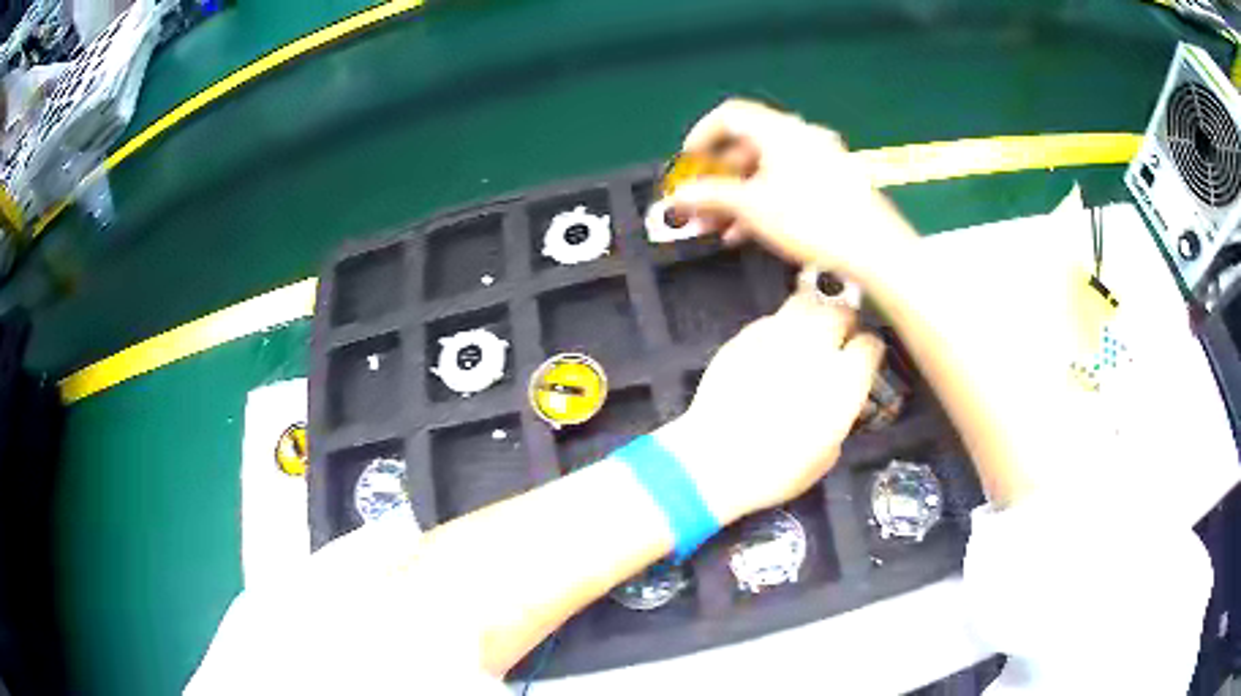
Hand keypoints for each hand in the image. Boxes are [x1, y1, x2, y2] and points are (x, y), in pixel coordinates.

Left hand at [658, 293, 884, 524]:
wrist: (714, 463)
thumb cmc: (777, 471)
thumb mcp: (827, 453)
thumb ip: (840, 414)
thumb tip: (838, 398)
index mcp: (845, 380)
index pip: (871, 344)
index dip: (868, 352)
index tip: (863, 361)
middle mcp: (817, 348)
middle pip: (841, 312)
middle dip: (845, 325)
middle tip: (837, 343)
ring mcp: (778, 336)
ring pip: (807, 302)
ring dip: (814, 315)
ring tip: (809, 334)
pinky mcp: (745, 335)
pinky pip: (772, 318)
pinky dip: (780, 326)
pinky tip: (774, 347)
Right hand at [664, 99, 917, 282]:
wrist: (874, 248)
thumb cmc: (811, 219)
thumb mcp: (752, 208)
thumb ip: (711, 196)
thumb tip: (678, 195)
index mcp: (779, 130)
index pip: (729, 115)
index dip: (701, 136)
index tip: (687, 163)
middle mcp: (801, 136)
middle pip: (747, 144)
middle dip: (718, 175)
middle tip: (700, 203)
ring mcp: (821, 158)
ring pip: (768, 168)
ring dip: (739, 193)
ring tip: (720, 226)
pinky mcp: (835, 181)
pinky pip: (789, 181)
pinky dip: (765, 199)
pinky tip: (750, 231)